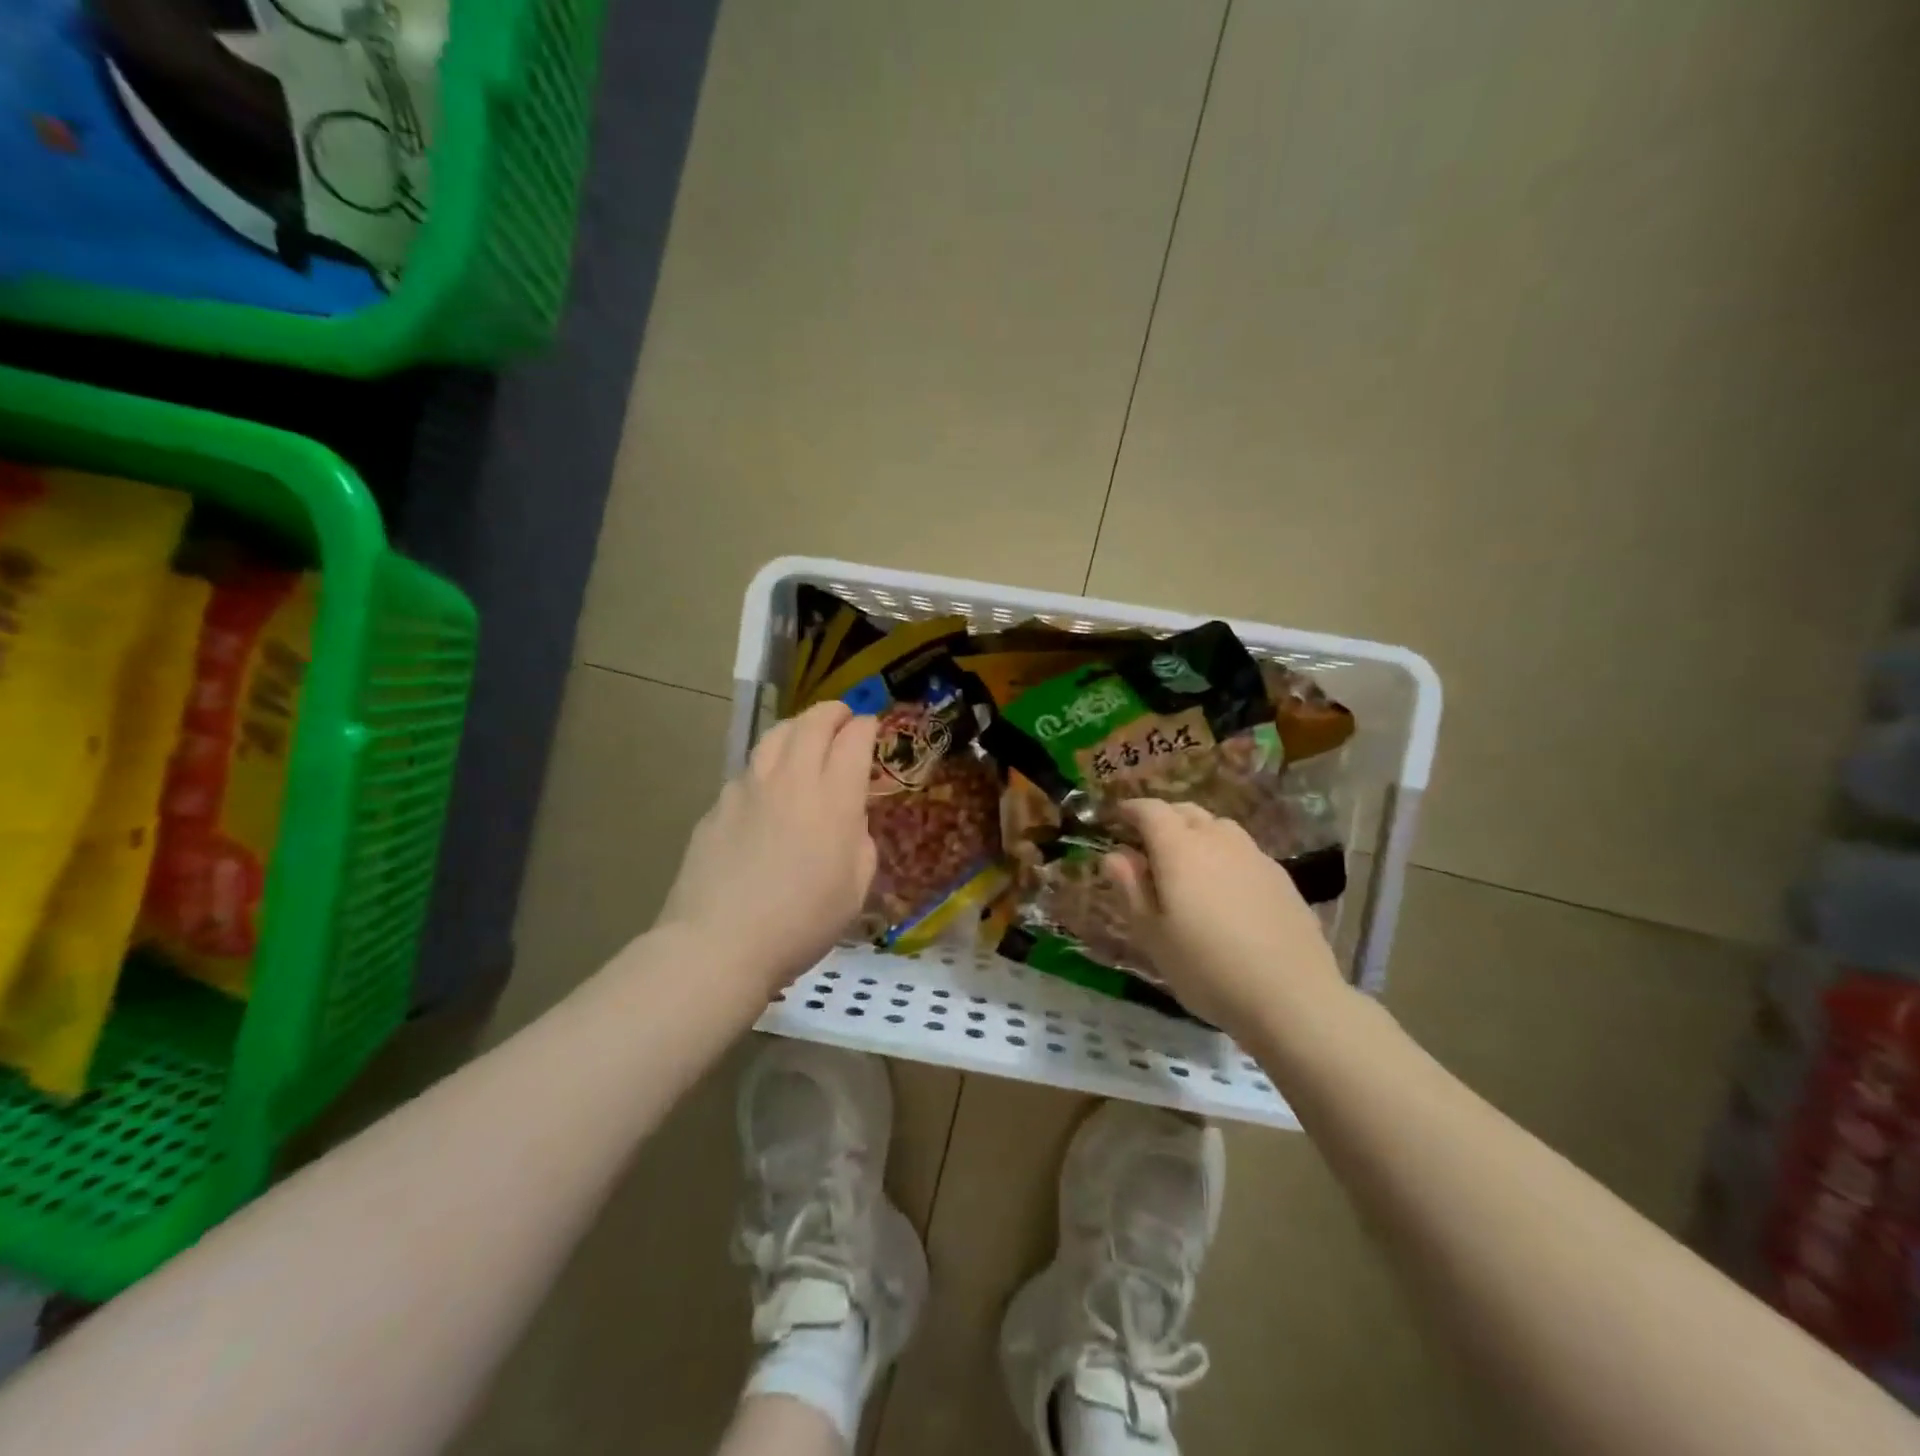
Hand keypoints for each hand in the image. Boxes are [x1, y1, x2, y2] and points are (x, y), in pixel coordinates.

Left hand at [658, 701, 877, 995]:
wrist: (720, 943)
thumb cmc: (801, 923)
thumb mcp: (856, 889)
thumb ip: (860, 842)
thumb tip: (848, 820)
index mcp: (833, 800)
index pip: (854, 739)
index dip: (867, 726)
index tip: (873, 727)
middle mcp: (792, 780)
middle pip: (813, 723)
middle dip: (834, 712)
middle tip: (844, 717)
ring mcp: (749, 788)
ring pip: (775, 735)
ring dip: (798, 727)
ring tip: (806, 736)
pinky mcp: (718, 804)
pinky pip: (749, 769)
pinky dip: (768, 764)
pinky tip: (768, 786)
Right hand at [1100, 799, 1344, 1037]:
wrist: (1292, 997)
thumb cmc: (1206, 968)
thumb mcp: (1152, 934)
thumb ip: (1130, 888)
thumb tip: (1115, 855)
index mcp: (1179, 848)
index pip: (1150, 810)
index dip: (1130, 810)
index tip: (1116, 818)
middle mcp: (1218, 840)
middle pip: (1186, 812)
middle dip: (1162, 818)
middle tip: (1146, 842)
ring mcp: (1254, 855)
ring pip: (1218, 827)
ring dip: (1196, 833)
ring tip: (1186, 863)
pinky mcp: (1281, 877)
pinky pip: (1243, 850)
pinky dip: (1224, 855)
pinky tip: (1224, 888)